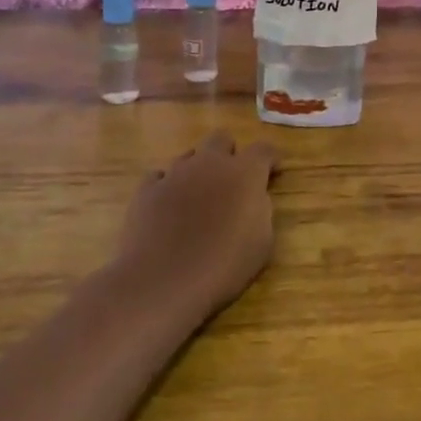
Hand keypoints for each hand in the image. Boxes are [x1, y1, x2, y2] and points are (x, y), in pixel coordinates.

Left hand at [114, 131, 278, 316]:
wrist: (164, 282)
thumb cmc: (224, 265)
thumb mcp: (262, 242)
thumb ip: (261, 210)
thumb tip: (252, 198)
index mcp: (244, 172)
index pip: (263, 149)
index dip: (270, 159)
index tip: (273, 171)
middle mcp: (210, 163)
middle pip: (222, 139)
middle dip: (229, 154)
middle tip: (231, 181)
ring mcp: (175, 173)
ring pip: (189, 156)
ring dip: (198, 171)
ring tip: (198, 198)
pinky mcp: (147, 190)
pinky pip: (160, 177)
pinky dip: (167, 187)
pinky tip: (168, 207)